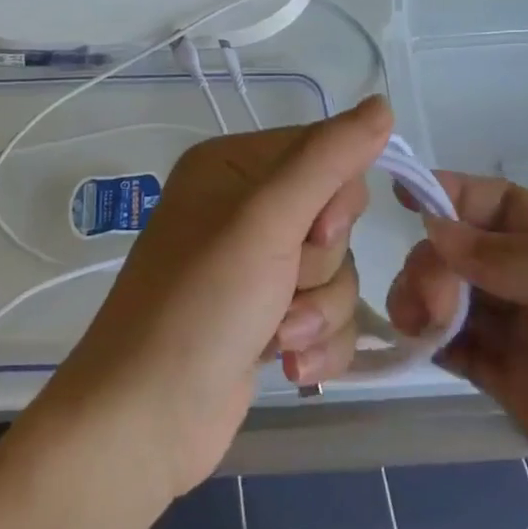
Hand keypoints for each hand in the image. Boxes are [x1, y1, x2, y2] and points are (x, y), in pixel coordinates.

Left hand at [40, 97, 388, 503]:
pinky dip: (317, 340)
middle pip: (335, 216)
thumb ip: (329, 159)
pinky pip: (326, 312)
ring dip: (318, 310)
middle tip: (282, 288)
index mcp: (234, 164)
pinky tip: (287, 364)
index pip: (324, 152)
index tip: (312, 235)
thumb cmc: (201, 304)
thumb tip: (383, 105)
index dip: (336, 199)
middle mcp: (245, 206)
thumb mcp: (267, 220)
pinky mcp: (267, 314)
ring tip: (278, 338)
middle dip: (320, 264)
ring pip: (336, 269)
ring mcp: (255, 264)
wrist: (144, 423)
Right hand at [387, 174, 527, 528]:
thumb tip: (440, 233)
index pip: (501, 202)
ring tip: (415, 321)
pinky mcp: (519, 392)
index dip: (452, 193)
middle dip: (437, 256)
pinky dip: (431, 339)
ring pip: (456, 295)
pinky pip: (462, 350)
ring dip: (425, 294)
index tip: (402, 196)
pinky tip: (415, 342)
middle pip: (469, 248)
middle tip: (426, 295)